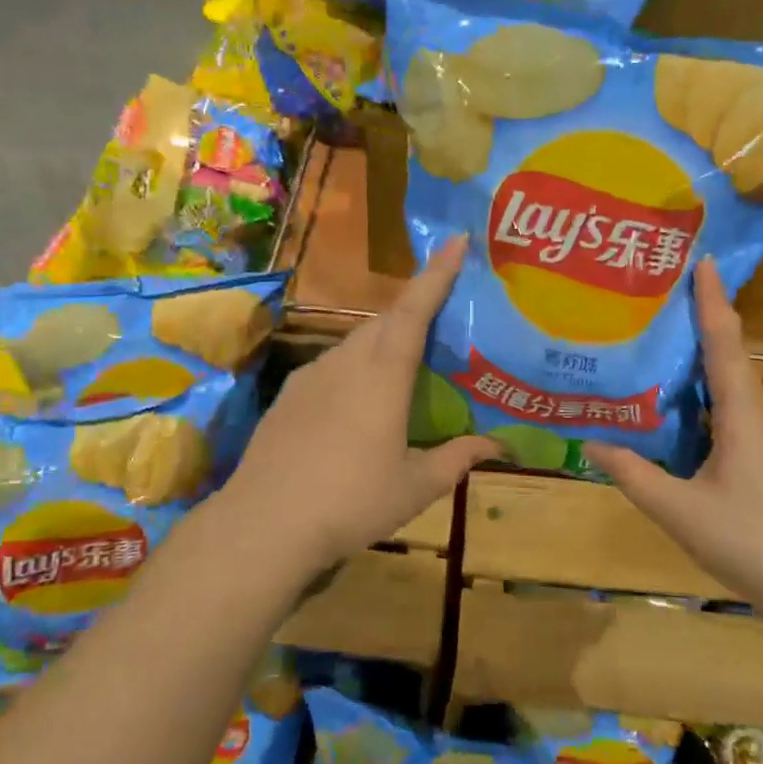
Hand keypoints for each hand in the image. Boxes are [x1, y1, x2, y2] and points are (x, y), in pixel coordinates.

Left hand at [218, 235, 499, 578]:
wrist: (265, 523)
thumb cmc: (351, 501)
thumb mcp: (415, 487)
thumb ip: (457, 458)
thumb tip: (498, 445)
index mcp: (383, 374)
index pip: (415, 309)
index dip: (438, 273)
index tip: (455, 240)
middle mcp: (347, 361)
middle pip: (386, 319)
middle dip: (415, 305)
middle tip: (442, 309)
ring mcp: (312, 374)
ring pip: (357, 341)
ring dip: (384, 338)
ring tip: (406, 360)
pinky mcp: (290, 393)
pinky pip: (333, 363)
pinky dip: (356, 365)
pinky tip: (359, 398)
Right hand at [585, 257, 762, 615]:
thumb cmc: (751, 541)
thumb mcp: (678, 509)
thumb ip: (633, 474)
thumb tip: (589, 441)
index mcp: (740, 416)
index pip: (724, 344)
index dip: (712, 301)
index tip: (703, 260)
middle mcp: (754, 417)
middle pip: (729, 354)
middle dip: (705, 316)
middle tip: (668, 288)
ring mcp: (760, 441)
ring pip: (729, 382)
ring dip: (704, 352)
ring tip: (665, 335)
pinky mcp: (759, 461)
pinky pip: (726, 408)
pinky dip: (702, 390)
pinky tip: (677, 403)